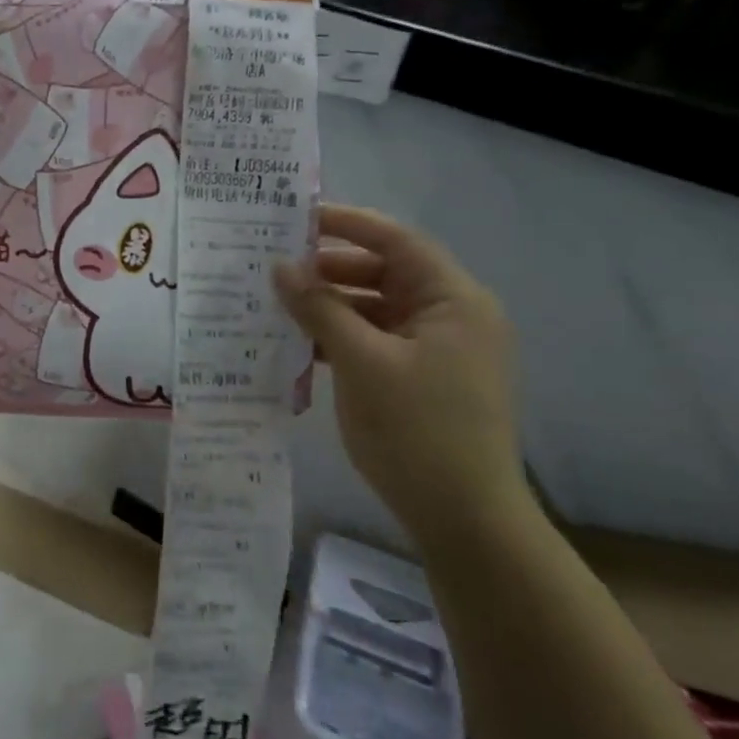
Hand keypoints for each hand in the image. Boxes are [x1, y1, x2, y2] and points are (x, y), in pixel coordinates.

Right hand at [275, 206, 524, 551]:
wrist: (464, 520)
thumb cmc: (417, 430)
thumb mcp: (361, 361)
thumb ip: (319, 307)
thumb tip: (279, 266)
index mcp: (453, 300)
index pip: (396, 240)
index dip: (346, 223)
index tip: (294, 218)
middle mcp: (451, 315)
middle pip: (385, 272)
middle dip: (330, 269)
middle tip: (274, 267)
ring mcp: (438, 349)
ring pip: (376, 308)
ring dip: (330, 305)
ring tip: (277, 304)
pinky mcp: (422, 377)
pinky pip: (376, 340)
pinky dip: (341, 337)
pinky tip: (300, 343)